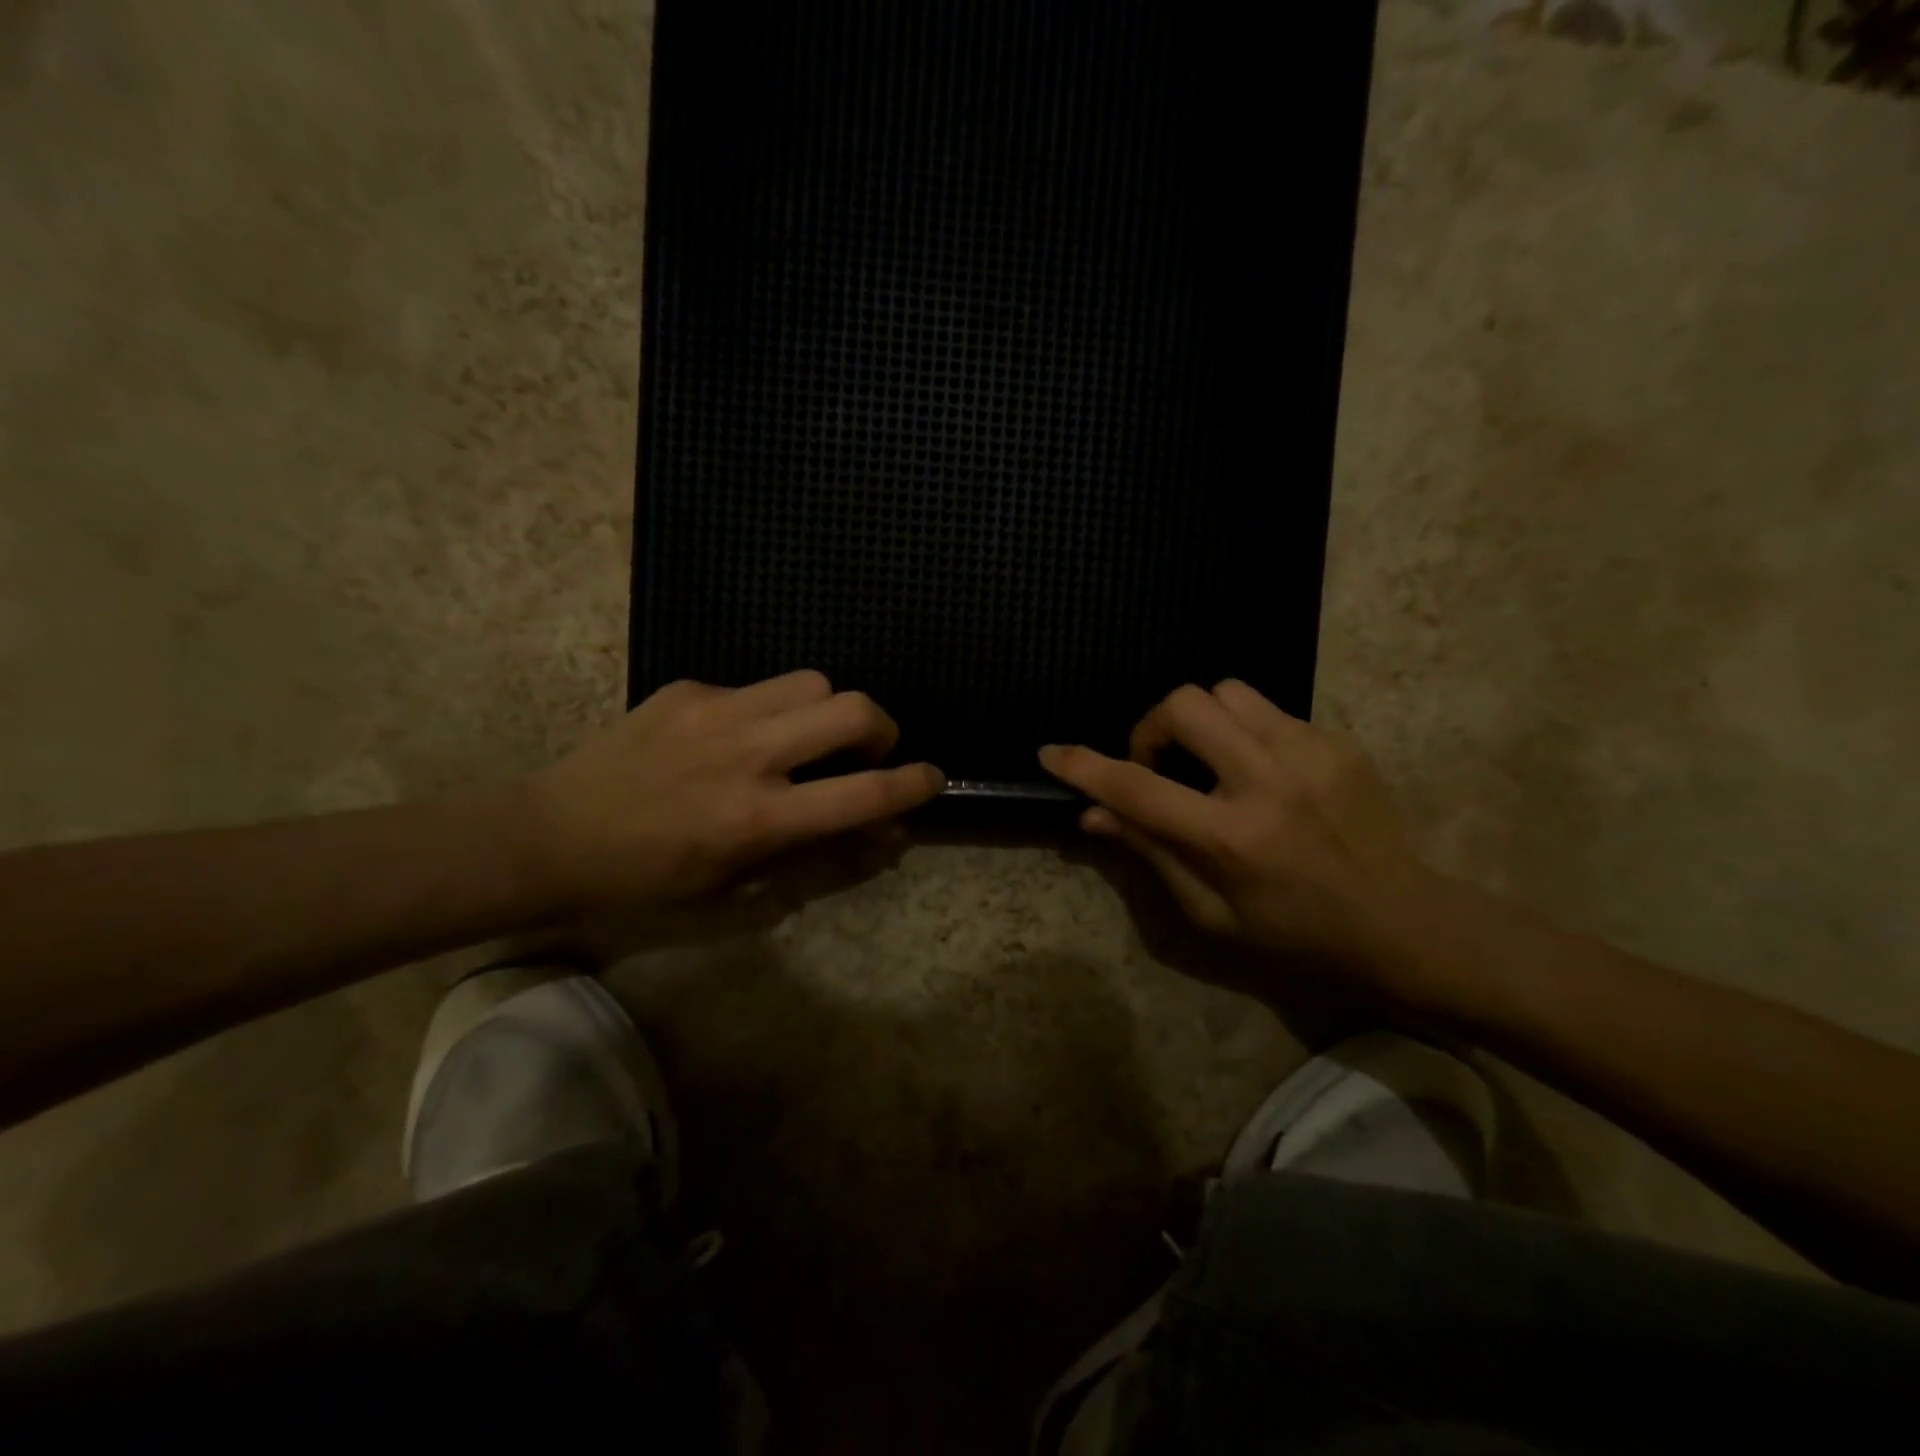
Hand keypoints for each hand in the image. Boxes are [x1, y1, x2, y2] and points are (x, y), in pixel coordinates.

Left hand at [523, 672, 943, 906]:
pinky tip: (737, 737)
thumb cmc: (648, 880)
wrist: (552, 835)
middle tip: (868, 751)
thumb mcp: (737, 887)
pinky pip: (756, 687)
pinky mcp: (689, 689)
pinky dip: (770, 710)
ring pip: (812, 680)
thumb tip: (879, 833)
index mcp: (758, 818)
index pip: (862, 793)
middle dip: (882, 727)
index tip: (932, 779)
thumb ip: (816, 856)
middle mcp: (747, 755)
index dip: (912, 784)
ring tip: (807, 737)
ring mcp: (716, 712)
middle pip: (852, 708)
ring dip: (829, 709)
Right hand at [1038, 681, 1437, 978]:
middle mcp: (1269, 782)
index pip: (1138, 788)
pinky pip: (1269, 711)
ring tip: (1209, 762)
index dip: (1085, 766)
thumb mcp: (1210, 914)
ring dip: (1200, 720)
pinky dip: (1244, 732)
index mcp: (1232, 838)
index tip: (1052, 752)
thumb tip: (1094, 813)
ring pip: (1227, 691)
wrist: (1402, 922)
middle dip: (1153, 728)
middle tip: (1158, 765)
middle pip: (1185, 705)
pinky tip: (1259, 771)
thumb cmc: (1295, 933)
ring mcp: (1310, 753)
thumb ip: (1150, 853)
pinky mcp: (1338, 741)